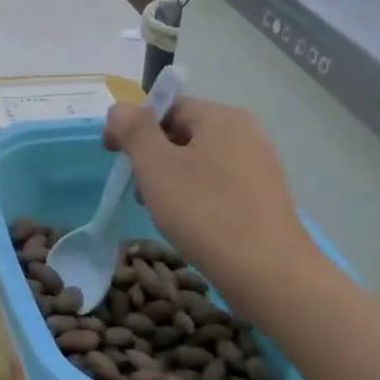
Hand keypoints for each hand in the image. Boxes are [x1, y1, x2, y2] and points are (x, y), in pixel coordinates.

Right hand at [103, 97, 319, 307]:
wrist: (268, 273)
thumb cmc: (205, 212)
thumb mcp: (156, 166)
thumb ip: (134, 130)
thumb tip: (119, 108)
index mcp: (221, 117)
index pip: (166, 105)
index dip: (132, 125)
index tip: (111, 154)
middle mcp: (245, 133)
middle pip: (182, 132)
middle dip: (150, 156)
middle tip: (135, 188)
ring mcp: (257, 166)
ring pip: (197, 161)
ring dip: (169, 179)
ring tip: (158, 211)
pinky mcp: (262, 198)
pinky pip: (216, 185)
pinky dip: (194, 196)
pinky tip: (186, 224)